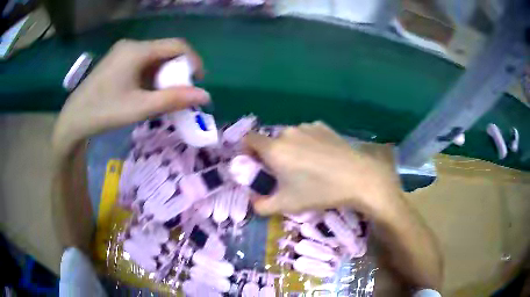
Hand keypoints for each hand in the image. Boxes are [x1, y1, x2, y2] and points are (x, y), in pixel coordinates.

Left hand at [52, 39, 209, 158]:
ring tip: (162, 97)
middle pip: (165, 51)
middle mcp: (132, 45)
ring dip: (163, 75)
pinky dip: (150, 76)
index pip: (177, 45)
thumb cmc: (105, 112)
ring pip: (153, 58)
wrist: (74, 119)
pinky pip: (141, 63)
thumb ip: (173, 100)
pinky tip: (145, 92)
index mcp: (138, 50)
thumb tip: (205, 95)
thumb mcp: (140, 108)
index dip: (193, 61)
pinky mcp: (116, 61)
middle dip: (177, 71)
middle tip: (178, 94)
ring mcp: (122, 52)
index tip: (198, 82)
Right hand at [245, 122, 402, 218]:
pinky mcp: (322, 126)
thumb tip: (253, 201)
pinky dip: (307, 143)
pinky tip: (322, 158)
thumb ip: (262, 205)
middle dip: (272, 156)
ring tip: (307, 166)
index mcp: (274, 149)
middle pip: (271, 141)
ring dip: (291, 149)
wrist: (357, 177)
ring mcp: (306, 127)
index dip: (247, 151)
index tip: (256, 165)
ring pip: (290, 137)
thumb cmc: (319, 191)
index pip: (249, 139)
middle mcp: (287, 132)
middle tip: (285, 173)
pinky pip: (307, 134)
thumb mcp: (286, 204)